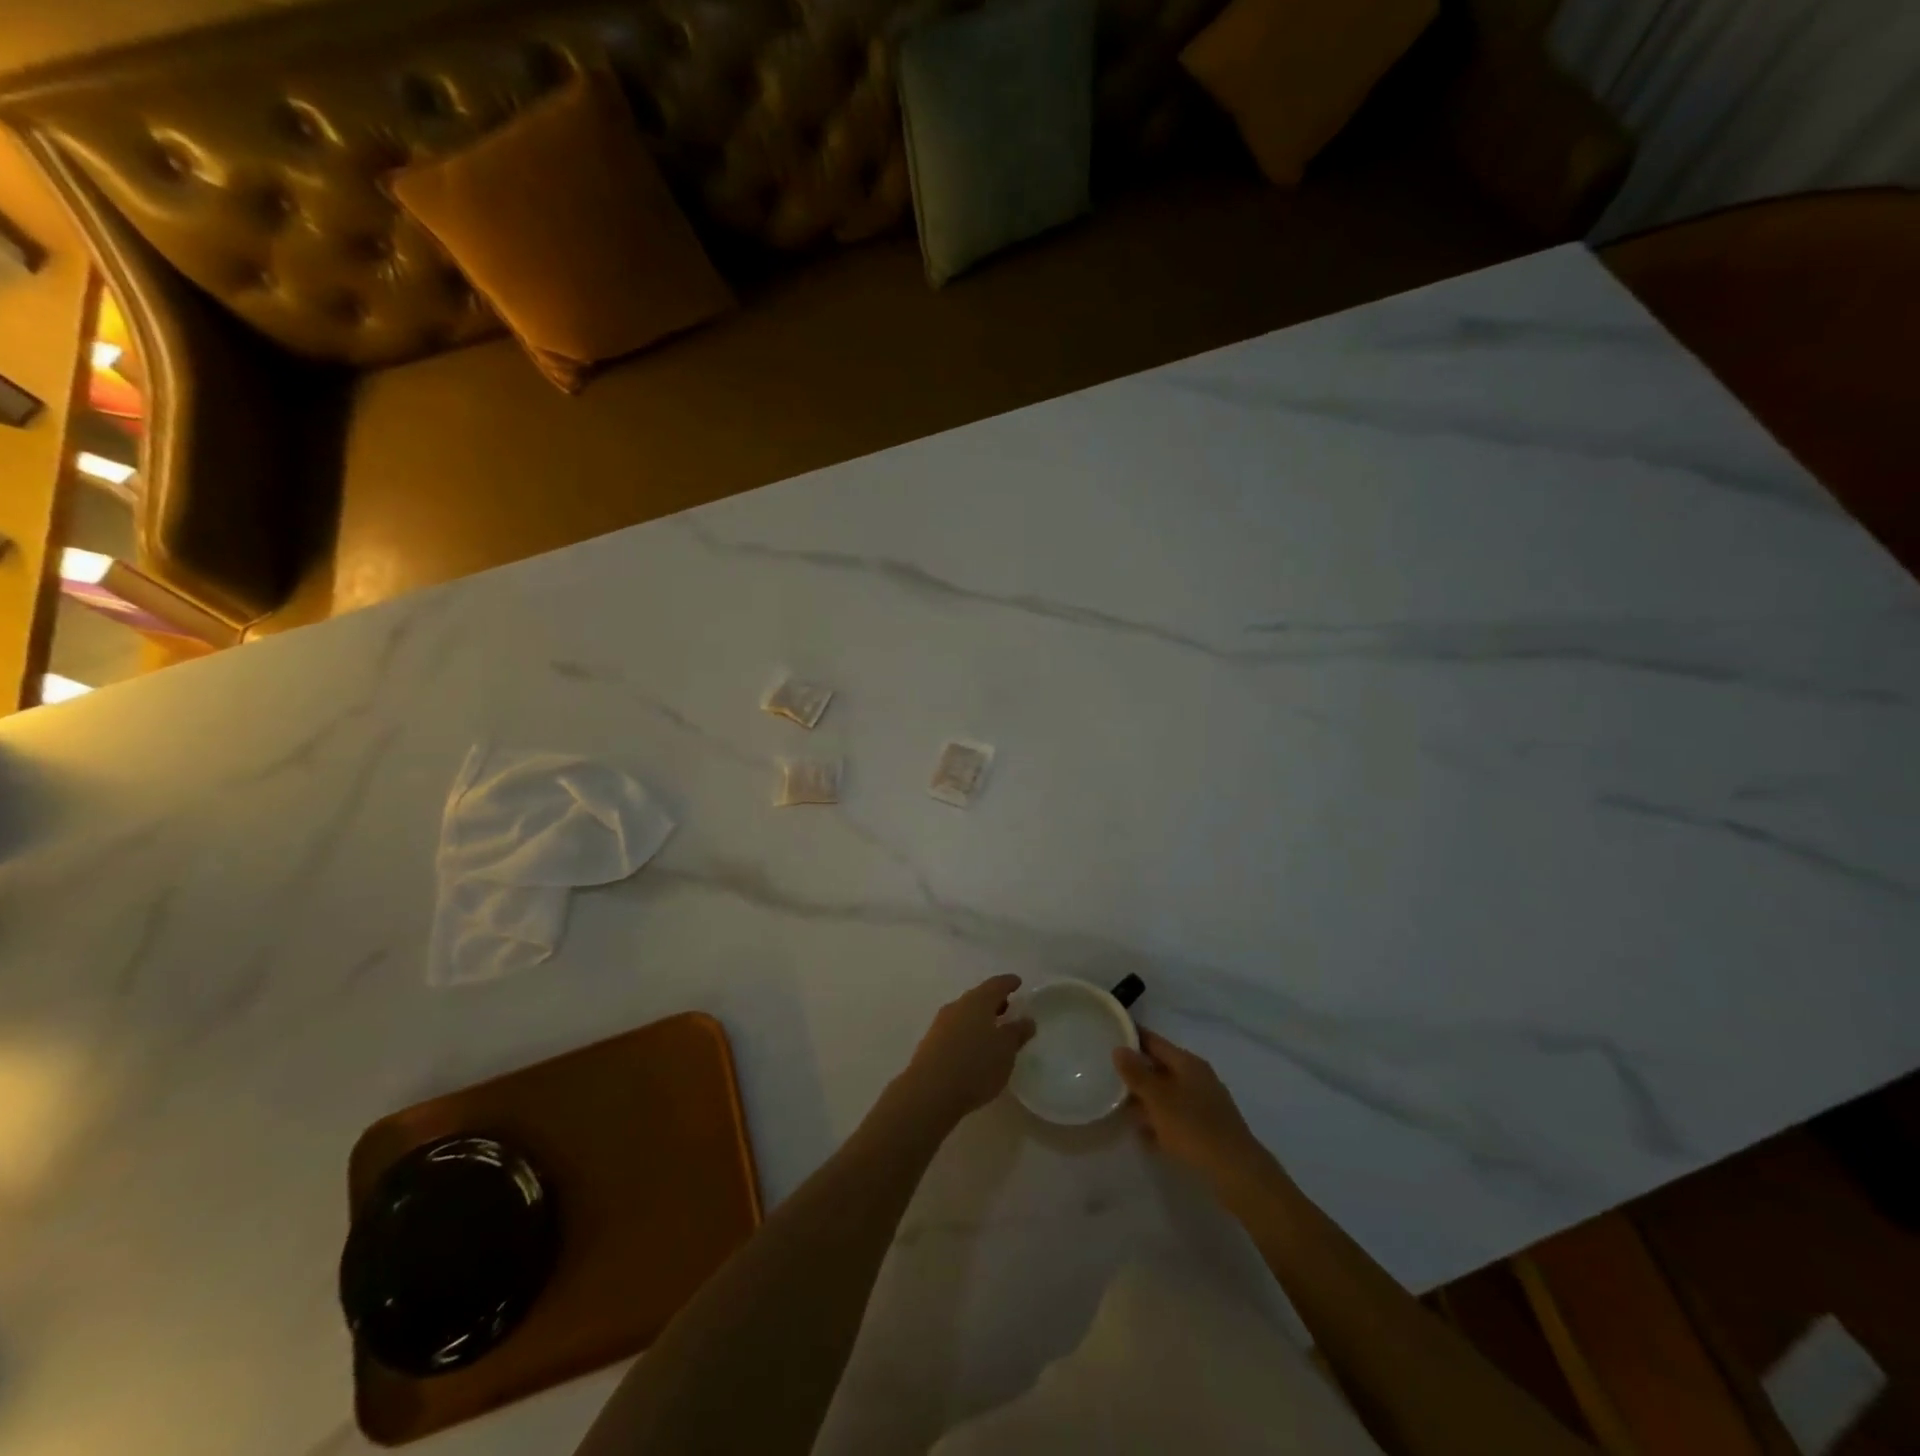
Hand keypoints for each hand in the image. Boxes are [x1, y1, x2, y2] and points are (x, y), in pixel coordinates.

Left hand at [893, 974, 1035, 1128]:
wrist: (929, 1092)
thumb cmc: (975, 1066)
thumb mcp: (1005, 1051)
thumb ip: (1017, 1033)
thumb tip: (1027, 1020)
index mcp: (978, 1001)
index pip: (996, 985)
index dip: (1008, 983)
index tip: (1017, 982)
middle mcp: (957, 1006)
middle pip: (978, 997)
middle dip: (993, 1001)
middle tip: (1008, 1008)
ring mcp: (941, 1024)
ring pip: (965, 1014)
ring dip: (979, 1018)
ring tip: (993, 1031)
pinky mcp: (931, 1043)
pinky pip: (955, 1030)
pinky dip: (968, 1033)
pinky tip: (973, 1049)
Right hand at [1114, 1029, 1272, 1189]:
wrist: (1236, 1172)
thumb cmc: (1194, 1127)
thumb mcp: (1158, 1099)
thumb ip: (1137, 1074)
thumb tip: (1119, 1048)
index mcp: (1188, 1063)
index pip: (1154, 1041)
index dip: (1133, 1037)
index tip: (1110, 1034)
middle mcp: (1197, 1078)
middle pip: (1161, 1068)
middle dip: (1137, 1072)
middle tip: (1108, 1074)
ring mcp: (1204, 1104)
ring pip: (1167, 1095)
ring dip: (1146, 1100)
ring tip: (1119, 1107)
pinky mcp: (1207, 1129)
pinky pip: (1176, 1118)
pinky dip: (1159, 1123)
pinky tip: (1143, 1136)